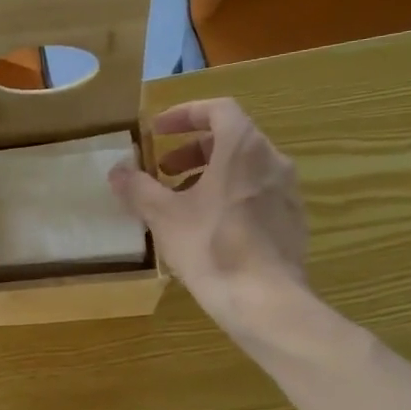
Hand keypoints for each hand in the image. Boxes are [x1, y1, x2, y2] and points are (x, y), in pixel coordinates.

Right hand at [109, 98, 309, 335]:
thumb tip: (117, 172)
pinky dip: (230, 197)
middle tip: (163, 172)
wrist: (265, 300)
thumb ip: (138, 189)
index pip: (218, 109)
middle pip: (231, 139)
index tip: (158, 131)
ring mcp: (287, 192)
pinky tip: (209, 229)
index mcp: (244, 148)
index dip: (185, 114)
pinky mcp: (292, 221)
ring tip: (181, 203)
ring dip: (210, 175)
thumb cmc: (211, 248)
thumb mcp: (164, 217)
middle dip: (192, 150)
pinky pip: (257, 194)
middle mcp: (273, 161)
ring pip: (245, 169)